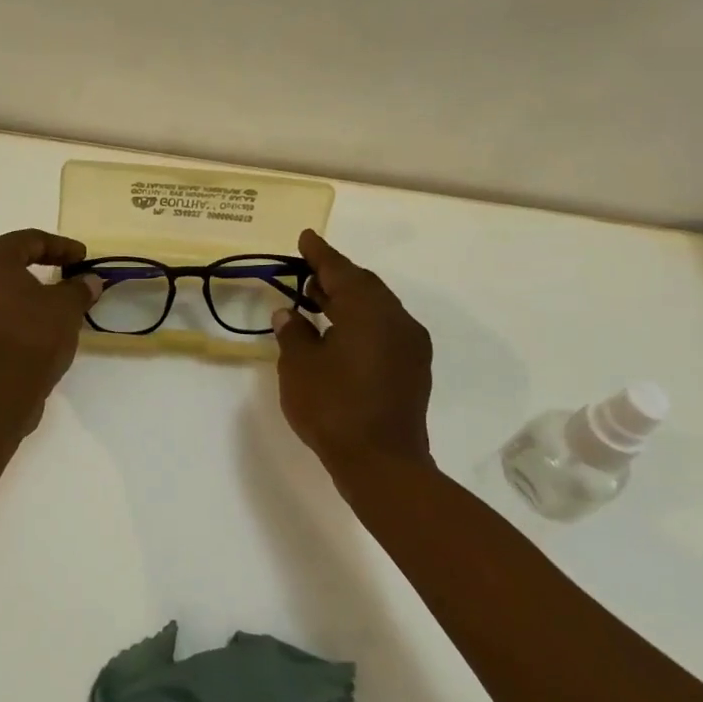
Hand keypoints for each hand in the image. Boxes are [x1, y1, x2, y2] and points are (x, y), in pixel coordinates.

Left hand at [0, 230, 101, 415]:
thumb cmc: (32, 338)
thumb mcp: (65, 309)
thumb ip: (78, 289)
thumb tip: (90, 281)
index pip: (29, 240)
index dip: (60, 247)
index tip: (82, 258)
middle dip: (28, 257)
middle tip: (54, 266)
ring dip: (6, 278)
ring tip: (32, 289)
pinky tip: (17, 313)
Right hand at [272, 230, 433, 484]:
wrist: (383, 464)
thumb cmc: (333, 407)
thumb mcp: (300, 366)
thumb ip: (293, 332)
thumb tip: (290, 313)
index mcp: (368, 310)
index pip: (340, 270)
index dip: (319, 254)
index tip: (305, 238)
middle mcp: (396, 319)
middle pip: (364, 285)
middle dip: (335, 276)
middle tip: (306, 272)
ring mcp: (410, 345)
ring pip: (377, 308)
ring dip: (348, 300)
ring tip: (317, 301)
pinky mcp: (413, 368)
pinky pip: (385, 329)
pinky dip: (361, 322)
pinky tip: (339, 334)